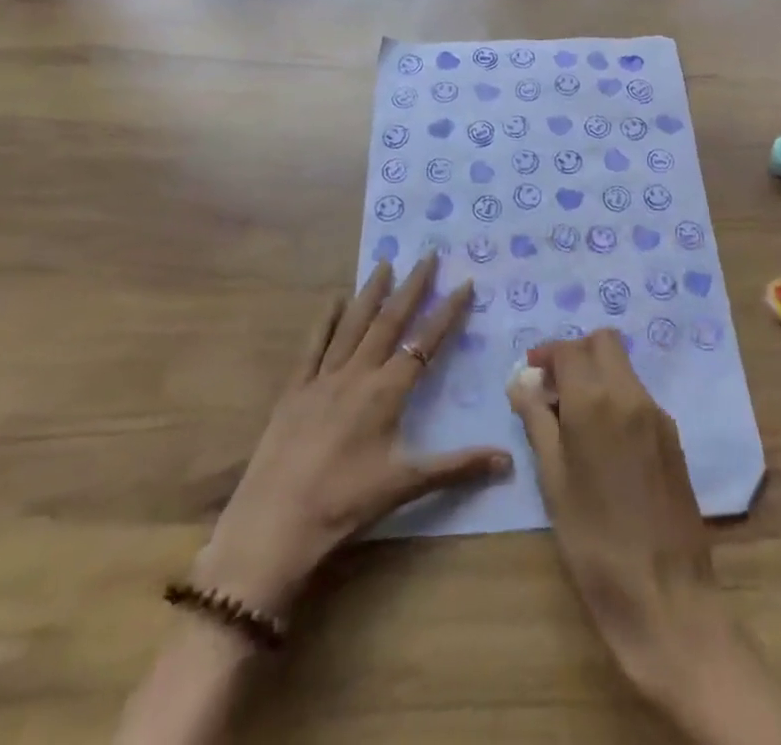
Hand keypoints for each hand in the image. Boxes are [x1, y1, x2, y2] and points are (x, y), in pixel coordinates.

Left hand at [194, 253, 512, 616]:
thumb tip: (507, 460)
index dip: (447, 312)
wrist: (272, 526)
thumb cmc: (343, 504)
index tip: (465, 282)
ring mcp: (322, 378)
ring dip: (371, 292)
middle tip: (428, 254)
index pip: (425, 343)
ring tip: (385, 262)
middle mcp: (357, 374)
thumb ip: (457, 467)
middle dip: (412, 287)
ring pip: (352, 324)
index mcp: (386, 392)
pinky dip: (325, 319)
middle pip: (389, 321)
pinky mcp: (294, 390)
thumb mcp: (405, 484)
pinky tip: (333, 299)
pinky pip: (313, 345)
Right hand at [506, 330, 717, 689]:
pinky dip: (615, 397)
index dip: (545, 355)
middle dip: (575, 354)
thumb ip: (537, 423)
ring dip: (596, 374)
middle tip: (552, 389)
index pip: (569, 349)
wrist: (666, 597)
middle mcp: (631, 395)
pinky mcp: (673, 436)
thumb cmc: (595, 543)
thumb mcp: (553, 482)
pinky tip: (601, 441)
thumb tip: (521, 384)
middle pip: (603, 343)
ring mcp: (657, 414)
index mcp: (596, 402)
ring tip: (572, 419)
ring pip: (623, 367)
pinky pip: (638, 395)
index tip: (529, 376)